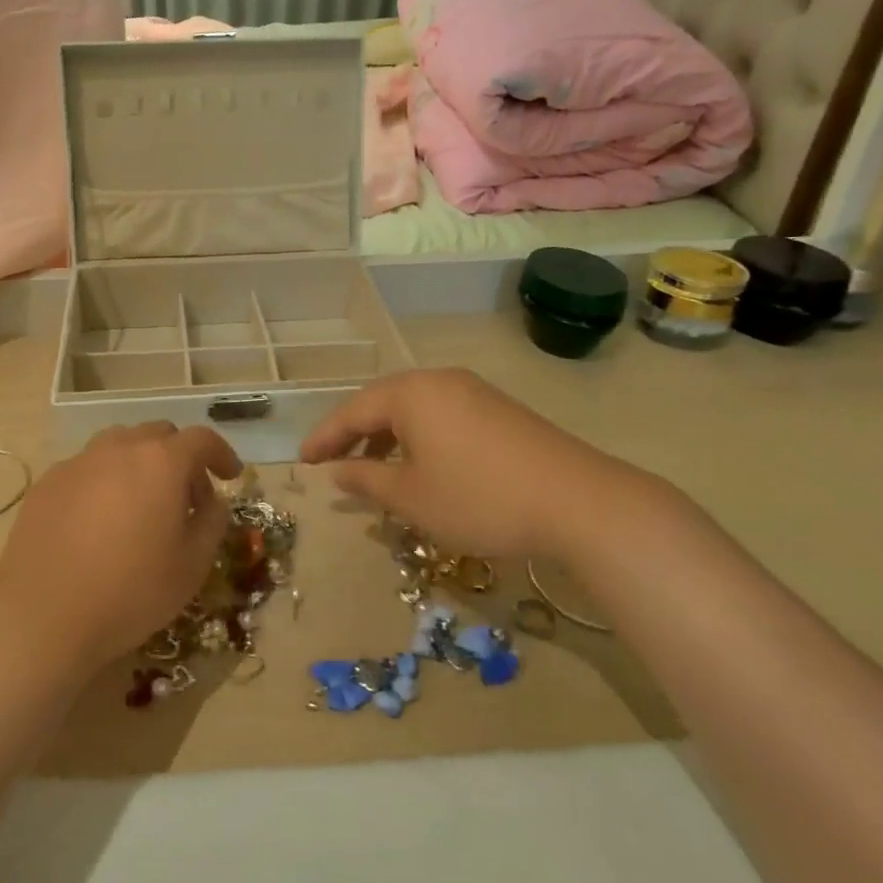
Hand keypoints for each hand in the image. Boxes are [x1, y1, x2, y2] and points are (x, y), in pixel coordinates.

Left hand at [0, 422, 241, 670]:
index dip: (221, 454)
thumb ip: (212, 522)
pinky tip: (100, 519)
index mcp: (161, 462)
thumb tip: (213, 501)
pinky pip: (88, 467)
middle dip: (180, 458)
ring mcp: (79, 461)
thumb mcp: (192, 565)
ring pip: (120, 445)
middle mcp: (120, 448)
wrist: (42, 616)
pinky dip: (105, 480)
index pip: (202, 439)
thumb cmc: (130, 591)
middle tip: (186, 498)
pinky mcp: (48, 482)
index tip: (230, 476)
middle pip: (159, 435)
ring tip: (142, 503)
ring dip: (140, 463)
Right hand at [299, 368, 671, 563]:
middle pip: (382, 402)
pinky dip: (419, 437)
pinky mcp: (498, 409)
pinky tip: (423, 466)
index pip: (352, 411)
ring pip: (414, 408)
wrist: (579, 501)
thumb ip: (366, 480)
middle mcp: (439, 380)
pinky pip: (441, 415)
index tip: (303, 461)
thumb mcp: (412, 497)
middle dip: (355, 434)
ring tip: (375, 469)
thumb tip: (336, 471)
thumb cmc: (480, 498)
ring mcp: (473, 391)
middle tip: (334, 463)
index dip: (325, 438)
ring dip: (388, 436)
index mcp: (411, 393)